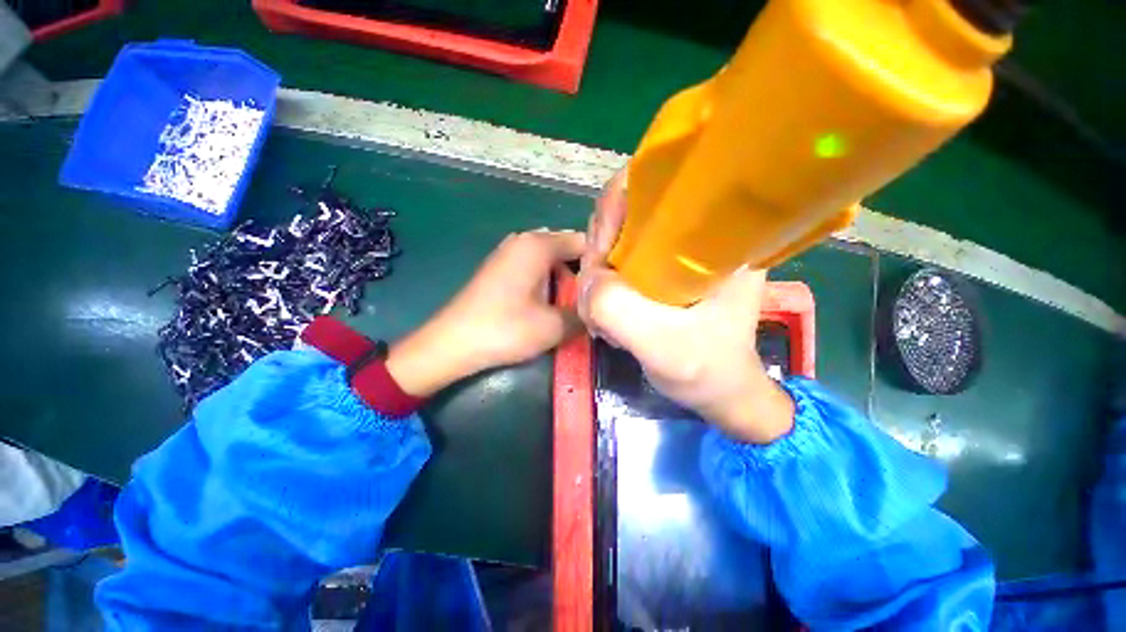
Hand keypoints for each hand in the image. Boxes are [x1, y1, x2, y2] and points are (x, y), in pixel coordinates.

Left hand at [386, 230, 584, 397]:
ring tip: (579, 303)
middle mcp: (524, 241)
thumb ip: (584, 314)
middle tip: (599, 297)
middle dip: (584, 273)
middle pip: (567, 250)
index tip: (615, 284)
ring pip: (551, 261)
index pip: (584, 242)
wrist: (452, 343)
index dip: (602, 261)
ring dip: (566, 280)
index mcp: (538, 245)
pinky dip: (549, 282)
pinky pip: (535, 268)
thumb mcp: (554, 326)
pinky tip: (554, 303)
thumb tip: (602, 310)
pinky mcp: (501, 268)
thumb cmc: (505, 329)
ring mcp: (509, 253)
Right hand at [578, 173, 793, 443]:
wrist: (719, 389)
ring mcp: (673, 250)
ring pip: (615, 237)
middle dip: (599, 249)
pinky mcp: (658, 268)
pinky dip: (601, 282)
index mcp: (718, 234)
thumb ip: (619, 310)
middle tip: (595, 293)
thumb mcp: (664, 347)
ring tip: (599, 310)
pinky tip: (603, 309)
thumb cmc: (708, 369)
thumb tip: (588, 279)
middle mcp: (696, 231)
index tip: (601, 255)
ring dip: (596, 270)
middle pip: (626, 210)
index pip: (658, 183)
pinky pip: (615, 260)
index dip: (616, 207)